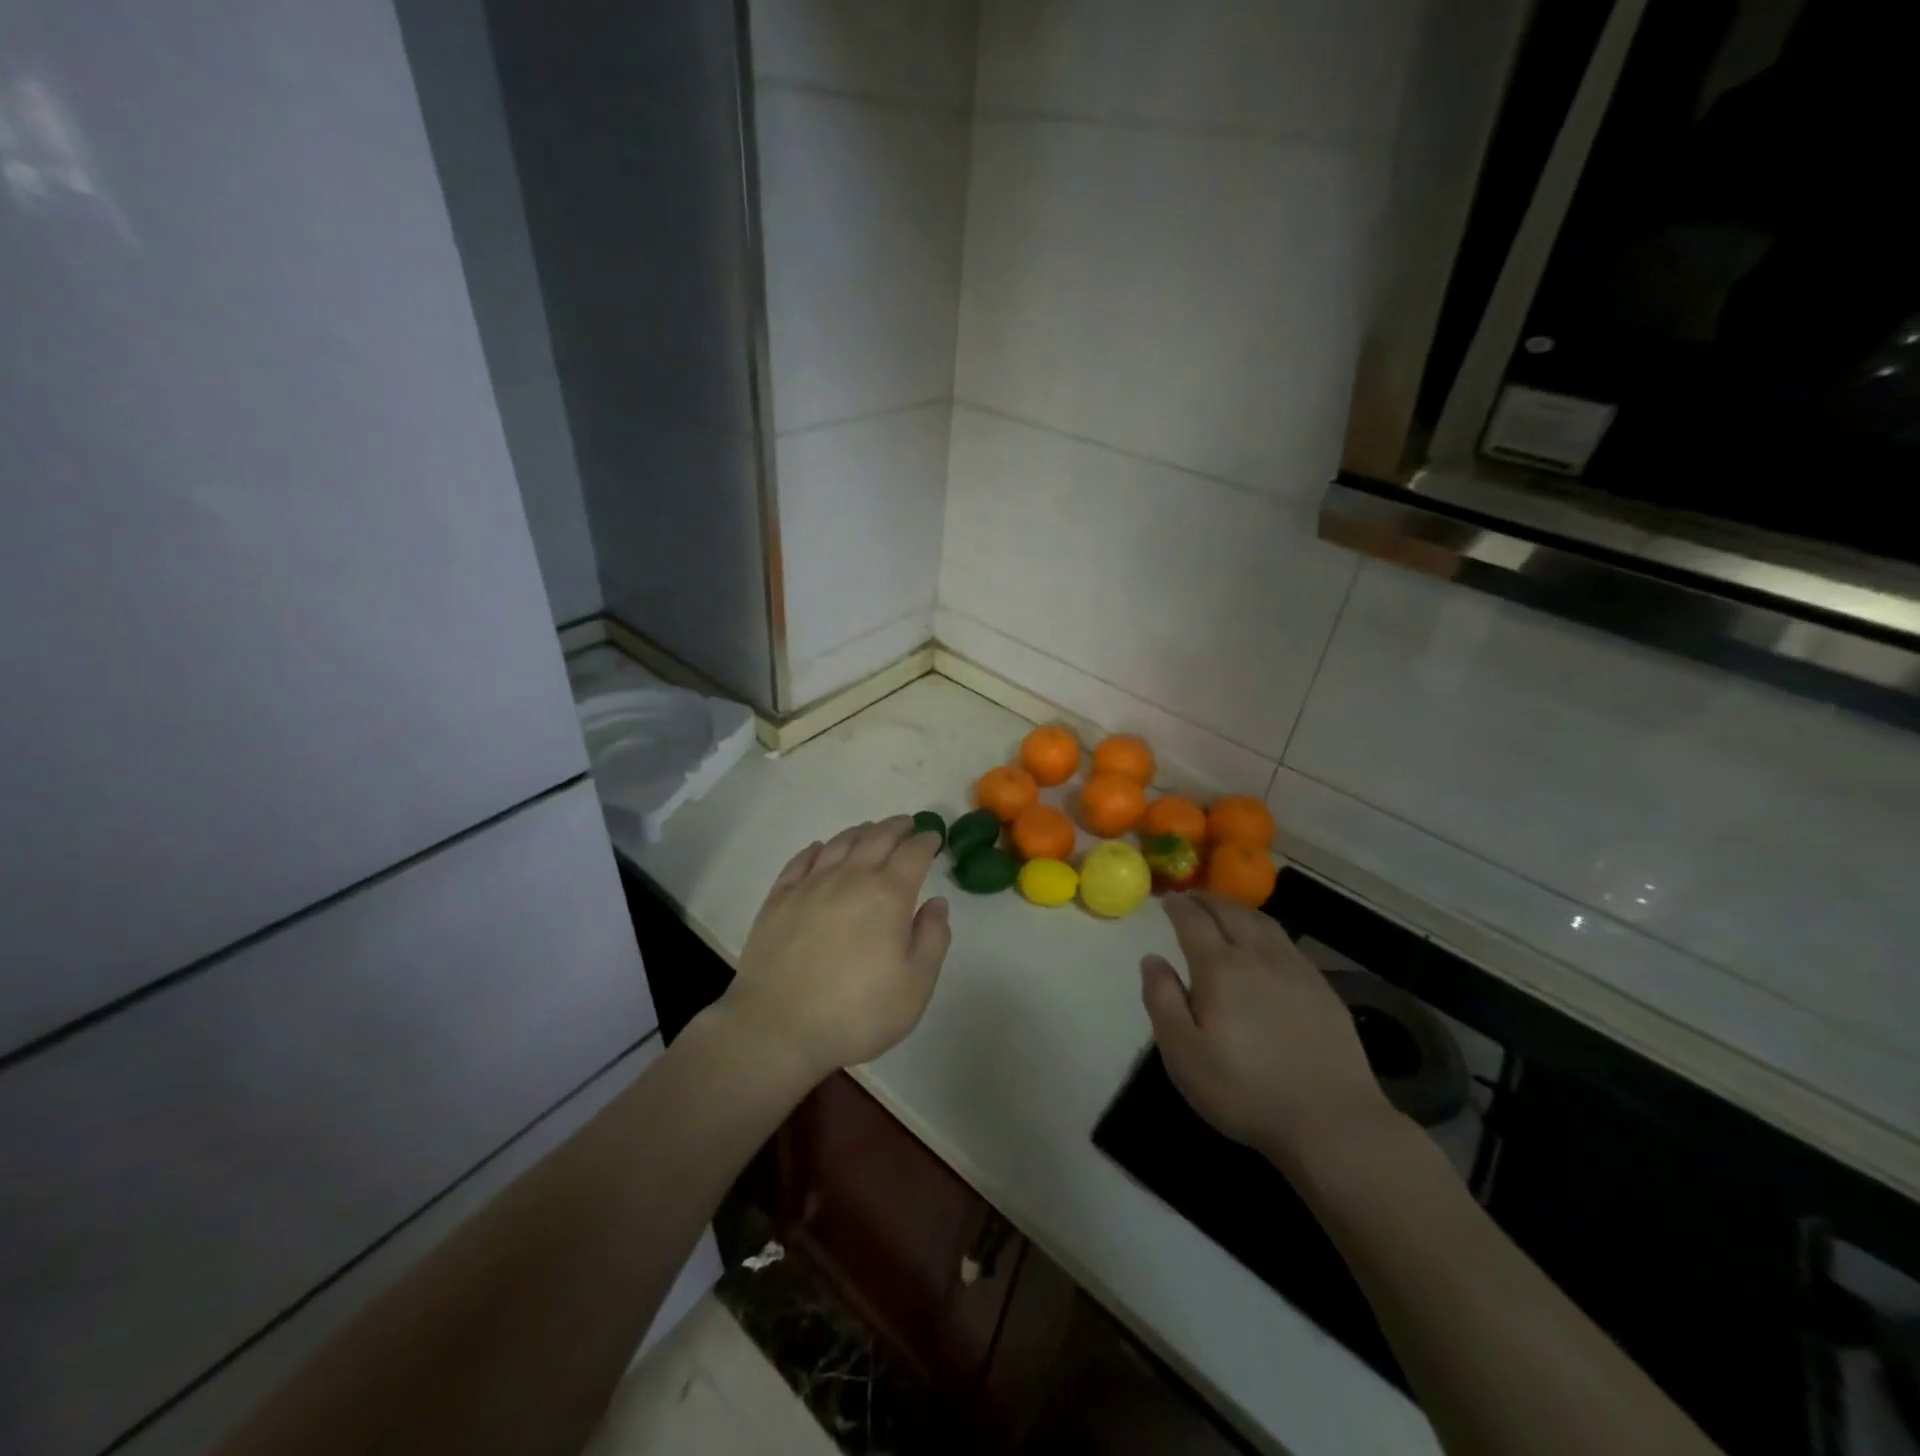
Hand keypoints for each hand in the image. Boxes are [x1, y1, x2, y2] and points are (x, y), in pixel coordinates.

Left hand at [724, 817, 951, 1084]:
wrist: (777, 1028)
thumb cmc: (856, 1012)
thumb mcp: (914, 986)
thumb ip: (932, 939)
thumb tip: (937, 902)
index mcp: (888, 895)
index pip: (913, 853)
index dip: (926, 841)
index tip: (933, 837)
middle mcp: (850, 878)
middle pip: (877, 838)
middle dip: (897, 827)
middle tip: (907, 824)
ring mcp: (810, 885)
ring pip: (839, 843)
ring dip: (860, 832)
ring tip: (870, 830)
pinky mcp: (779, 899)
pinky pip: (800, 861)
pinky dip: (816, 849)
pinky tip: (819, 849)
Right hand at [1141, 894, 1396, 1172]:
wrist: (1333, 1121)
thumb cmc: (1246, 1091)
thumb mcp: (1184, 1055)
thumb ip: (1162, 1001)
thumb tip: (1152, 959)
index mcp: (1221, 968)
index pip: (1194, 921)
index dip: (1177, 906)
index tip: (1166, 900)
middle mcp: (1258, 956)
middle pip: (1229, 912)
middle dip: (1206, 900)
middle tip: (1190, 897)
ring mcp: (1295, 969)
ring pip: (1262, 922)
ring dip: (1237, 908)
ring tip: (1224, 910)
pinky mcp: (1322, 988)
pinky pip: (1286, 942)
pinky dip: (1265, 929)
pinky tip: (1264, 943)